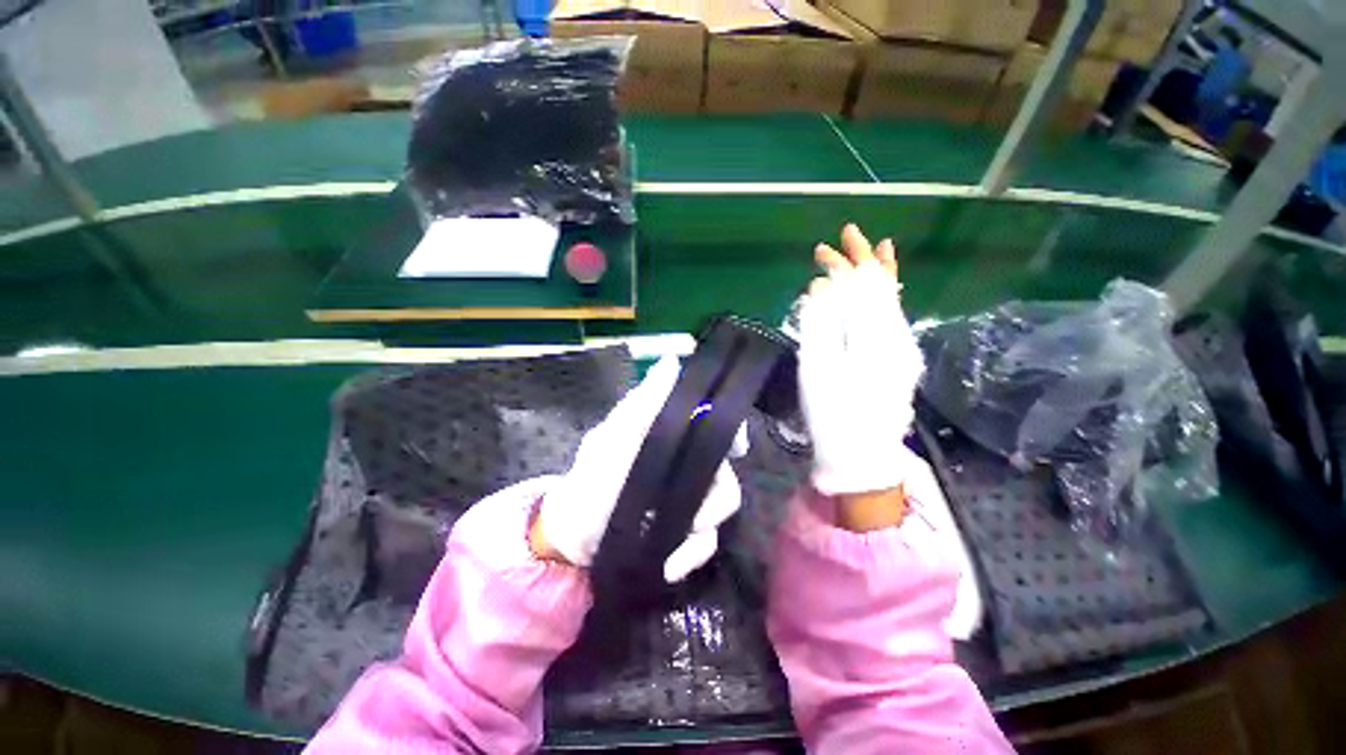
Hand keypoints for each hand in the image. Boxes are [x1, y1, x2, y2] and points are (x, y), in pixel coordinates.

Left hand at [531, 357, 748, 582]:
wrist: (573, 536)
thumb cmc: (590, 478)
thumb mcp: (613, 437)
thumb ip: (643, 404)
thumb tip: (671, 361)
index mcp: (671, 436)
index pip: (715, 422)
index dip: (731, 429)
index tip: (736, 448)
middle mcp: (685, 463)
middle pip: (725, 471)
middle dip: (715, 495)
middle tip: (697, 514)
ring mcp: (687, 498)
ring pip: (720, 507)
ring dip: (701, 530)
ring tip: (672, 546)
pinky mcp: (684, 532)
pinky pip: (706, 541)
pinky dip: (690, 554)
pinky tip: (670, 564)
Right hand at [799, 224, 924, 526]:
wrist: (861, 455)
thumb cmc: (833, 413)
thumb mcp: (818, 369)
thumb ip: (819, 323)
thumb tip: (821, 288)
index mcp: (876, 337)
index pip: (863, 286)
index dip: (844, 264)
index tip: (825, 248)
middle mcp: (897, 336)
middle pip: (880, 288)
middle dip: (859, 263)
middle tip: (839, 241)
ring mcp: (901, 349)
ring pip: (891, 301)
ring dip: (876, 276)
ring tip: (877, 249)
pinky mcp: (897, 360)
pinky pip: (893, 318)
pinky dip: (886, 299)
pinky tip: (885, 289)